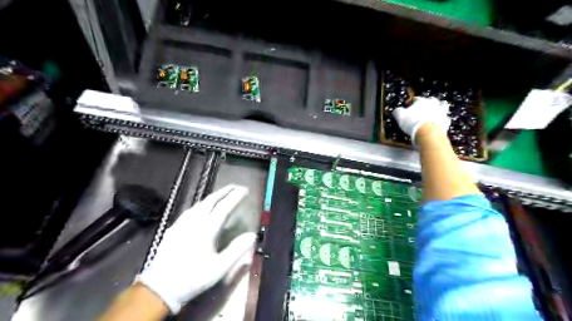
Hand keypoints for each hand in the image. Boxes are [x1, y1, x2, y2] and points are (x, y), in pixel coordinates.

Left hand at [135, 185, 253, 313]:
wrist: (159, 289)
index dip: (235, 197)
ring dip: (212, 197)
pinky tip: (201, 208)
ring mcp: (181, 224)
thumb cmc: (193, 278)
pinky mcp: (173, 229)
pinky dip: (201, 204)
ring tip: (221, 194)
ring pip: (199, 204)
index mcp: (206, 229)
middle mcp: (194, 222)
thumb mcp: (219, 268)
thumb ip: (237, 250)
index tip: (245, 190)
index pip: (224, 207)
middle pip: (210, 201)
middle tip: (235, 186)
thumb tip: (252, 235)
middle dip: (224, 191)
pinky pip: (190, 211)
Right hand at [394, 97, 451, 142]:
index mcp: (421, 101)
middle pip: (431, 100)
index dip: (411, 102)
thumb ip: (398, 111)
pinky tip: (439, 122)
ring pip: (443, 105)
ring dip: (440, 107)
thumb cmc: (412, 122)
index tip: (407, 107)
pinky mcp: (446, 120)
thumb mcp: (400, 116)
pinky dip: (443, 119)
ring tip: (436, 111)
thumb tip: (397, 110)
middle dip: (427, 102)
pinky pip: (445, 118)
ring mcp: (441, 111)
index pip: (416, 99)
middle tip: (423, 108)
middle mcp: (432, 103)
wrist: (428, 132)